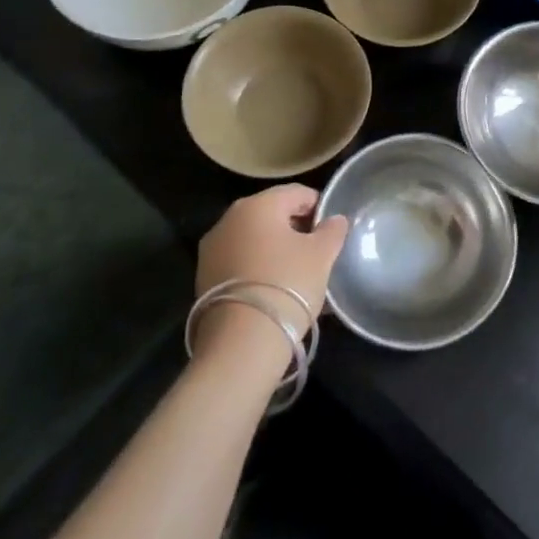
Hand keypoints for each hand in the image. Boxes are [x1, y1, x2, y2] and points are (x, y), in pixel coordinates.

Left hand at [193, 185, 348, 338]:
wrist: (241, 345)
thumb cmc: (287, 285)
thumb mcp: (322, 254)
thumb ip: (332, 230)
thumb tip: (334, 220)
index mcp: (258, 205)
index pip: (297, 193)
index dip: (319, 208)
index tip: (332, 231)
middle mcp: (228, 220)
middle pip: (272, 214)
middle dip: (296, 229)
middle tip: (318, 252)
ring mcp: (211, 250)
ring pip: (255, 239)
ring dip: (276, 250)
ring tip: (298, 274)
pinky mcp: (204, 279)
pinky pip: (240, 262)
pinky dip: (259, 268)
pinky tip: (276, 289)